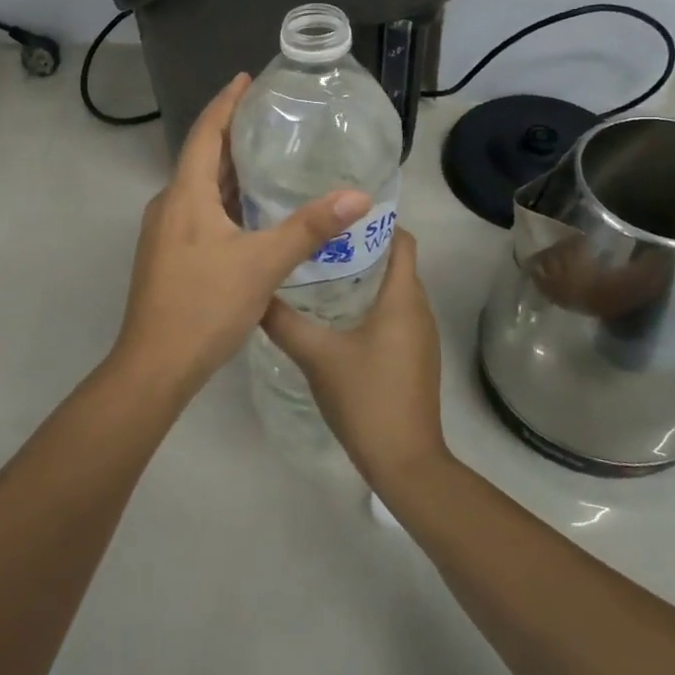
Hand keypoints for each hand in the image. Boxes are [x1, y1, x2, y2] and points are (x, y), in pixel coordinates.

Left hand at [112, 74, 370, 388]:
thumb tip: (358, 196)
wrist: (155, 365)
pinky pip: (198, 212)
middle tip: (268, 117)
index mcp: (186, 195)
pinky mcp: (168, 256)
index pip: (205, 133)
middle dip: (231, 133)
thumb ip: (309, 228)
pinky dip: (224, 200)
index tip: (245, 78)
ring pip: (199, 188)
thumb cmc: (205, 305)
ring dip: (228, 170)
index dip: (225, 103)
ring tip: (265, 157)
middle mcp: (169, 205)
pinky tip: (250, 212)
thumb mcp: (263, 264)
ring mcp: (165, 232)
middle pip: (201, 157)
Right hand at [260, 228, 448, 487]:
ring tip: (319, 269)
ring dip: (363, 276)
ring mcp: (419, 334)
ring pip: (393, 289)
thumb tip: (254, 291)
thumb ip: (283, 321)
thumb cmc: (366, 398)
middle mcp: (418, 308)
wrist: (404, 461)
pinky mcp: (414, 355)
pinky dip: (369, 303)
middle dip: (359, 246)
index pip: (402, 239)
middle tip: (316, 239)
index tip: (337, 214)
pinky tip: (334, 314)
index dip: (375, 221)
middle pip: (395, 261)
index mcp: (402, 297)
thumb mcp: (316, 356)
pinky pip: (394, 313)